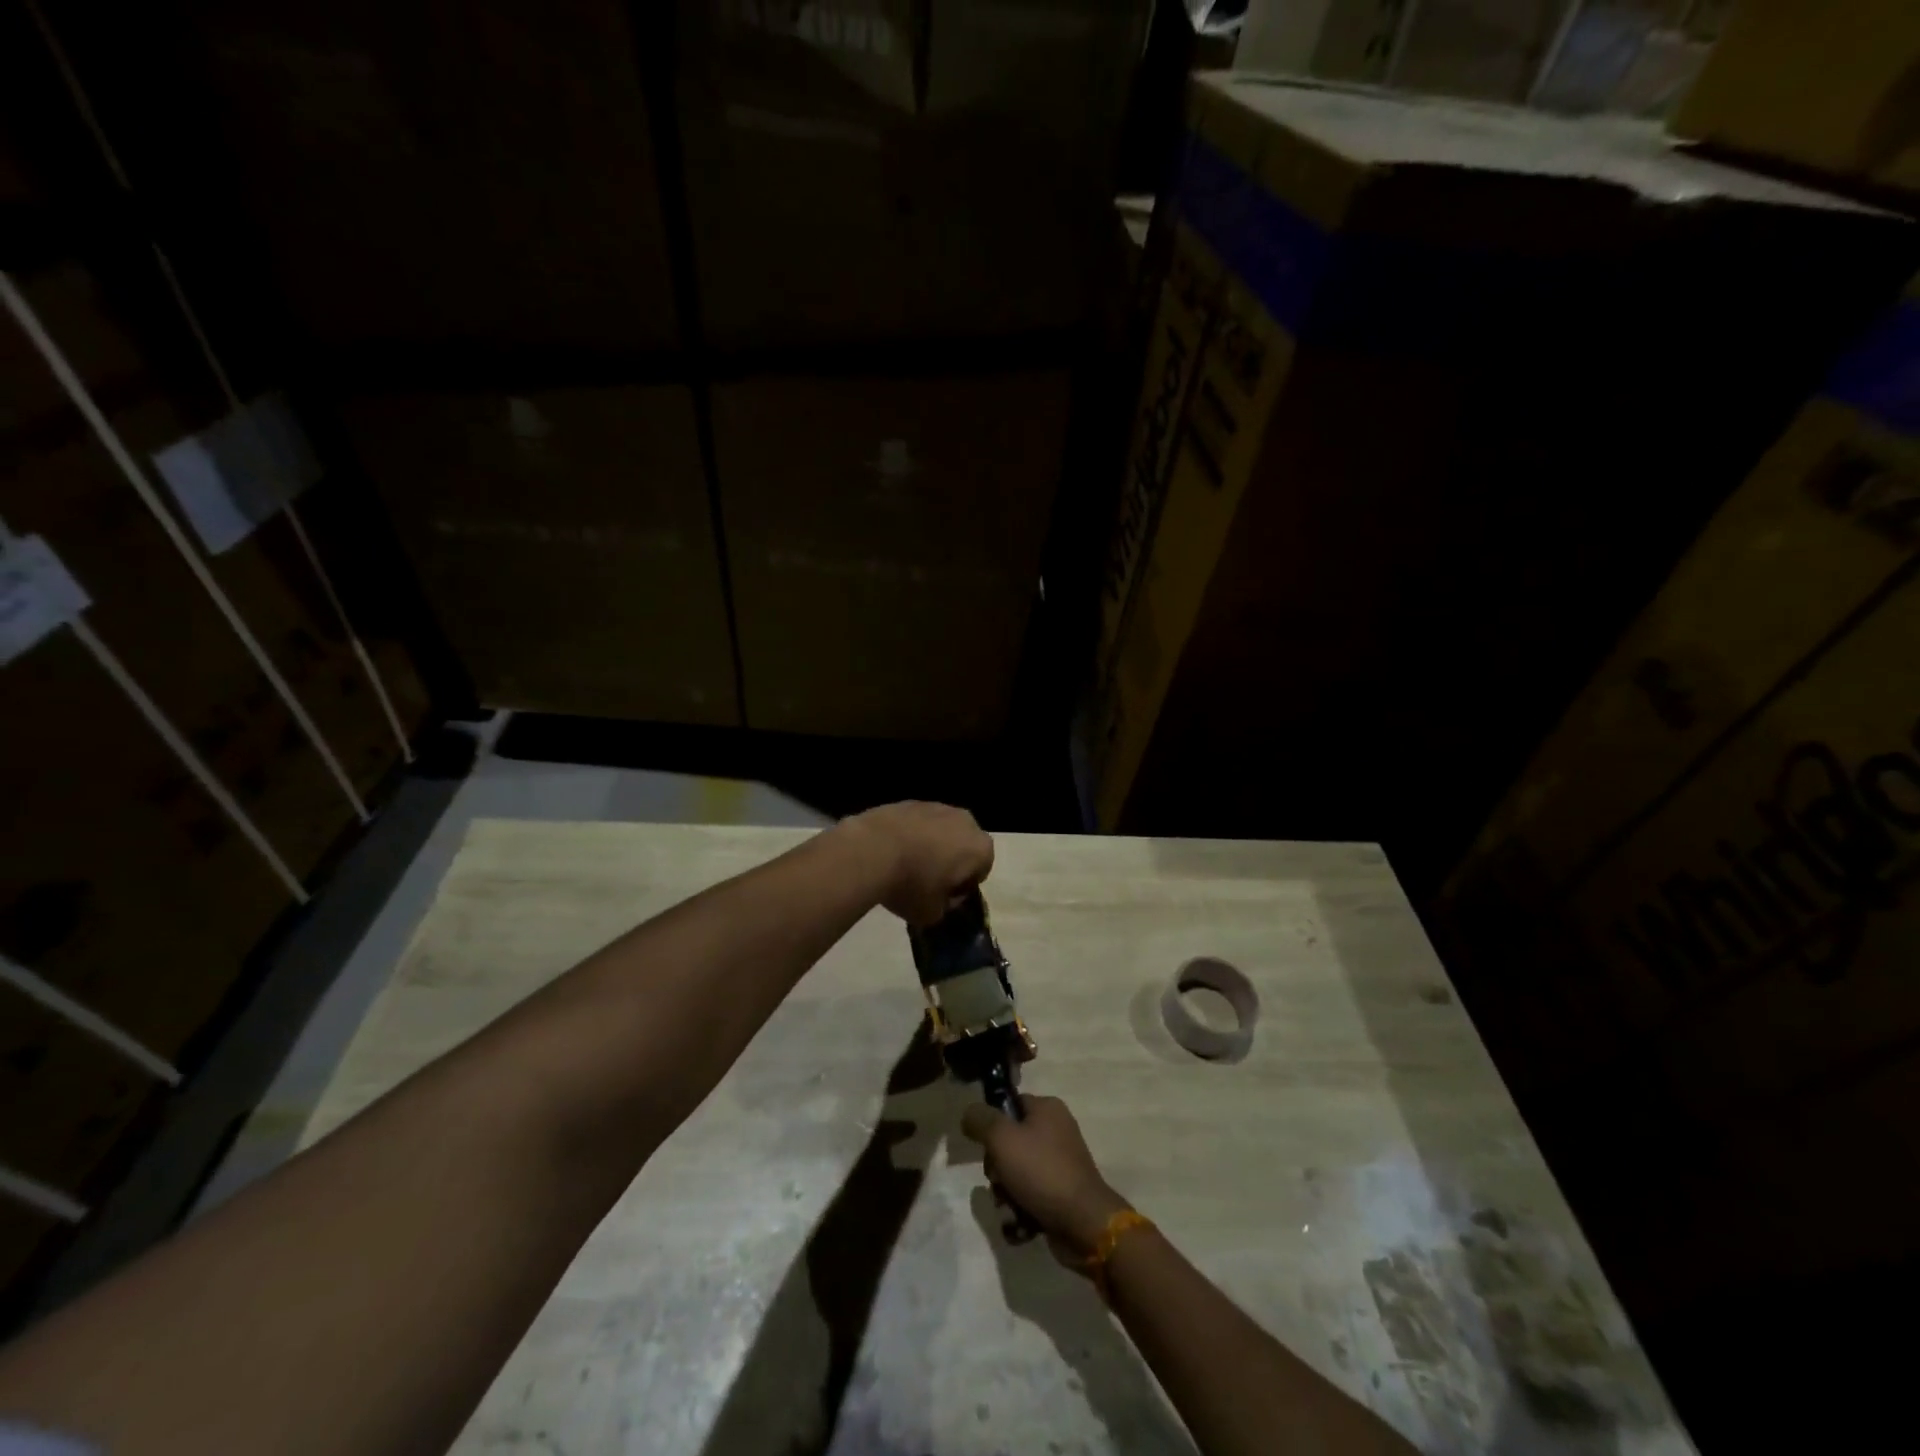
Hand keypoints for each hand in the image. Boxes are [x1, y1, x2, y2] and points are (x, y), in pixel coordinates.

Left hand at [842, 801, 993, 925]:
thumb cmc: (911, 884)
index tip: (943, 896)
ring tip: (905, 866)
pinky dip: (909, 835)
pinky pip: (916, 823)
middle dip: (950, 860)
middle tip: (927, 881)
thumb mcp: (932, 913)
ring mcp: (936, 806)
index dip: (963, 886)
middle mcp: (965, 821)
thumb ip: (945, 907)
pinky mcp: (909, 801)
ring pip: (939, 831)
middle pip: (962, 845)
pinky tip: (891, 851)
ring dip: (929, 846)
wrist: (871, 849)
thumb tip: (942, 899)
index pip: (980, 871)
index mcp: (980, 848)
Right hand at [960, 1095, 1129, 1268]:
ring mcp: (1060, 1165)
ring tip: (1009, 1207)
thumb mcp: (1002, 1138)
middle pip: (1010, 1143)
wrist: (1083, 1223)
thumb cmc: (1041, 1171)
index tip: (986, 1146)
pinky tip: (1019, 1223)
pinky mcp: (1061, 1194)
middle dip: (997, 1168)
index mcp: (1047, 1109)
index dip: (992, 1125)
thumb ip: (980, 1120)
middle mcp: (1056, 1132)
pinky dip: (1021, 1211)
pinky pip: (1030, 1197)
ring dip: (1006, 1194)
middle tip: (998, 1181)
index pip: (1010, 1105)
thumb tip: (969, 1113)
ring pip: (1017, 1173)